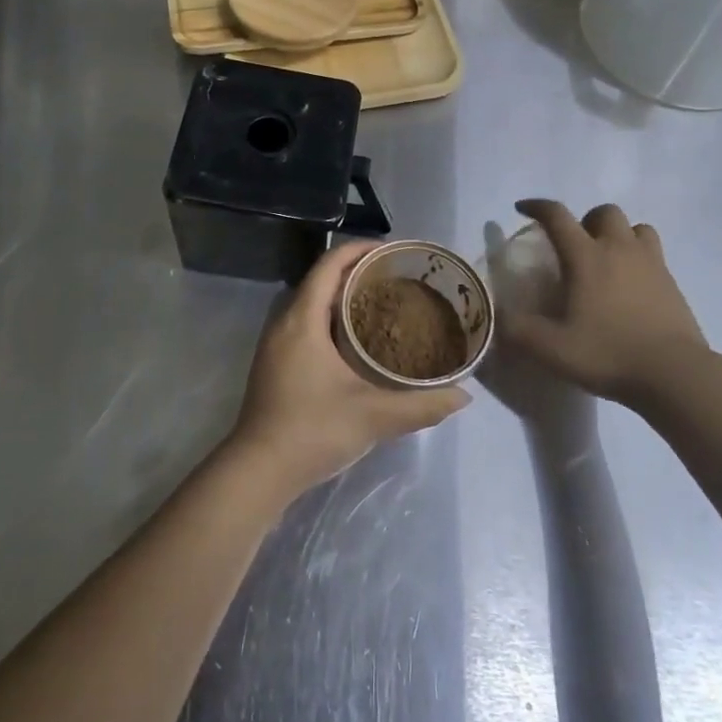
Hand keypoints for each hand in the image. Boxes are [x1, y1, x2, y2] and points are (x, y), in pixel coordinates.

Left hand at [225, 241, 469, 498]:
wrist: (258, 471)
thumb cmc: (312, 430)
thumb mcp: (373, 416)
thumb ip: (421, 405)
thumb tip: (463, 396)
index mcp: (303, 318)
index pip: (330, 264)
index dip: (360, 250)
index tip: (393, 252)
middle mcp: (285, 321)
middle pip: (321, 279)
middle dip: (357, 271)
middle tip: (397, 279)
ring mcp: (276, 343)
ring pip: (312, 302)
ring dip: (343, 296)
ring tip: (382, 304)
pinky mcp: (275, 363)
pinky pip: (306, 323)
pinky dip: (331, 318)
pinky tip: (357, 341)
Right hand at [503, 200, 711, 409]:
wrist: (676, 375)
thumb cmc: (608, 354)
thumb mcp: (550, 348)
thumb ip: (517, 330)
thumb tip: (496, 315)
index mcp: (586, 257)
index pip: (557, 216)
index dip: (536, 206)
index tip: (523, 209)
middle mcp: (619, 250)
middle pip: (605, 212)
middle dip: (586, 220)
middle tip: (574, 246)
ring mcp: (651, 264)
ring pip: (636, 228)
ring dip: (618, 235)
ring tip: (607, 260)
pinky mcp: (672, 284)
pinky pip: (654, 254)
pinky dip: (639, 259)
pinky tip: (630, 287)